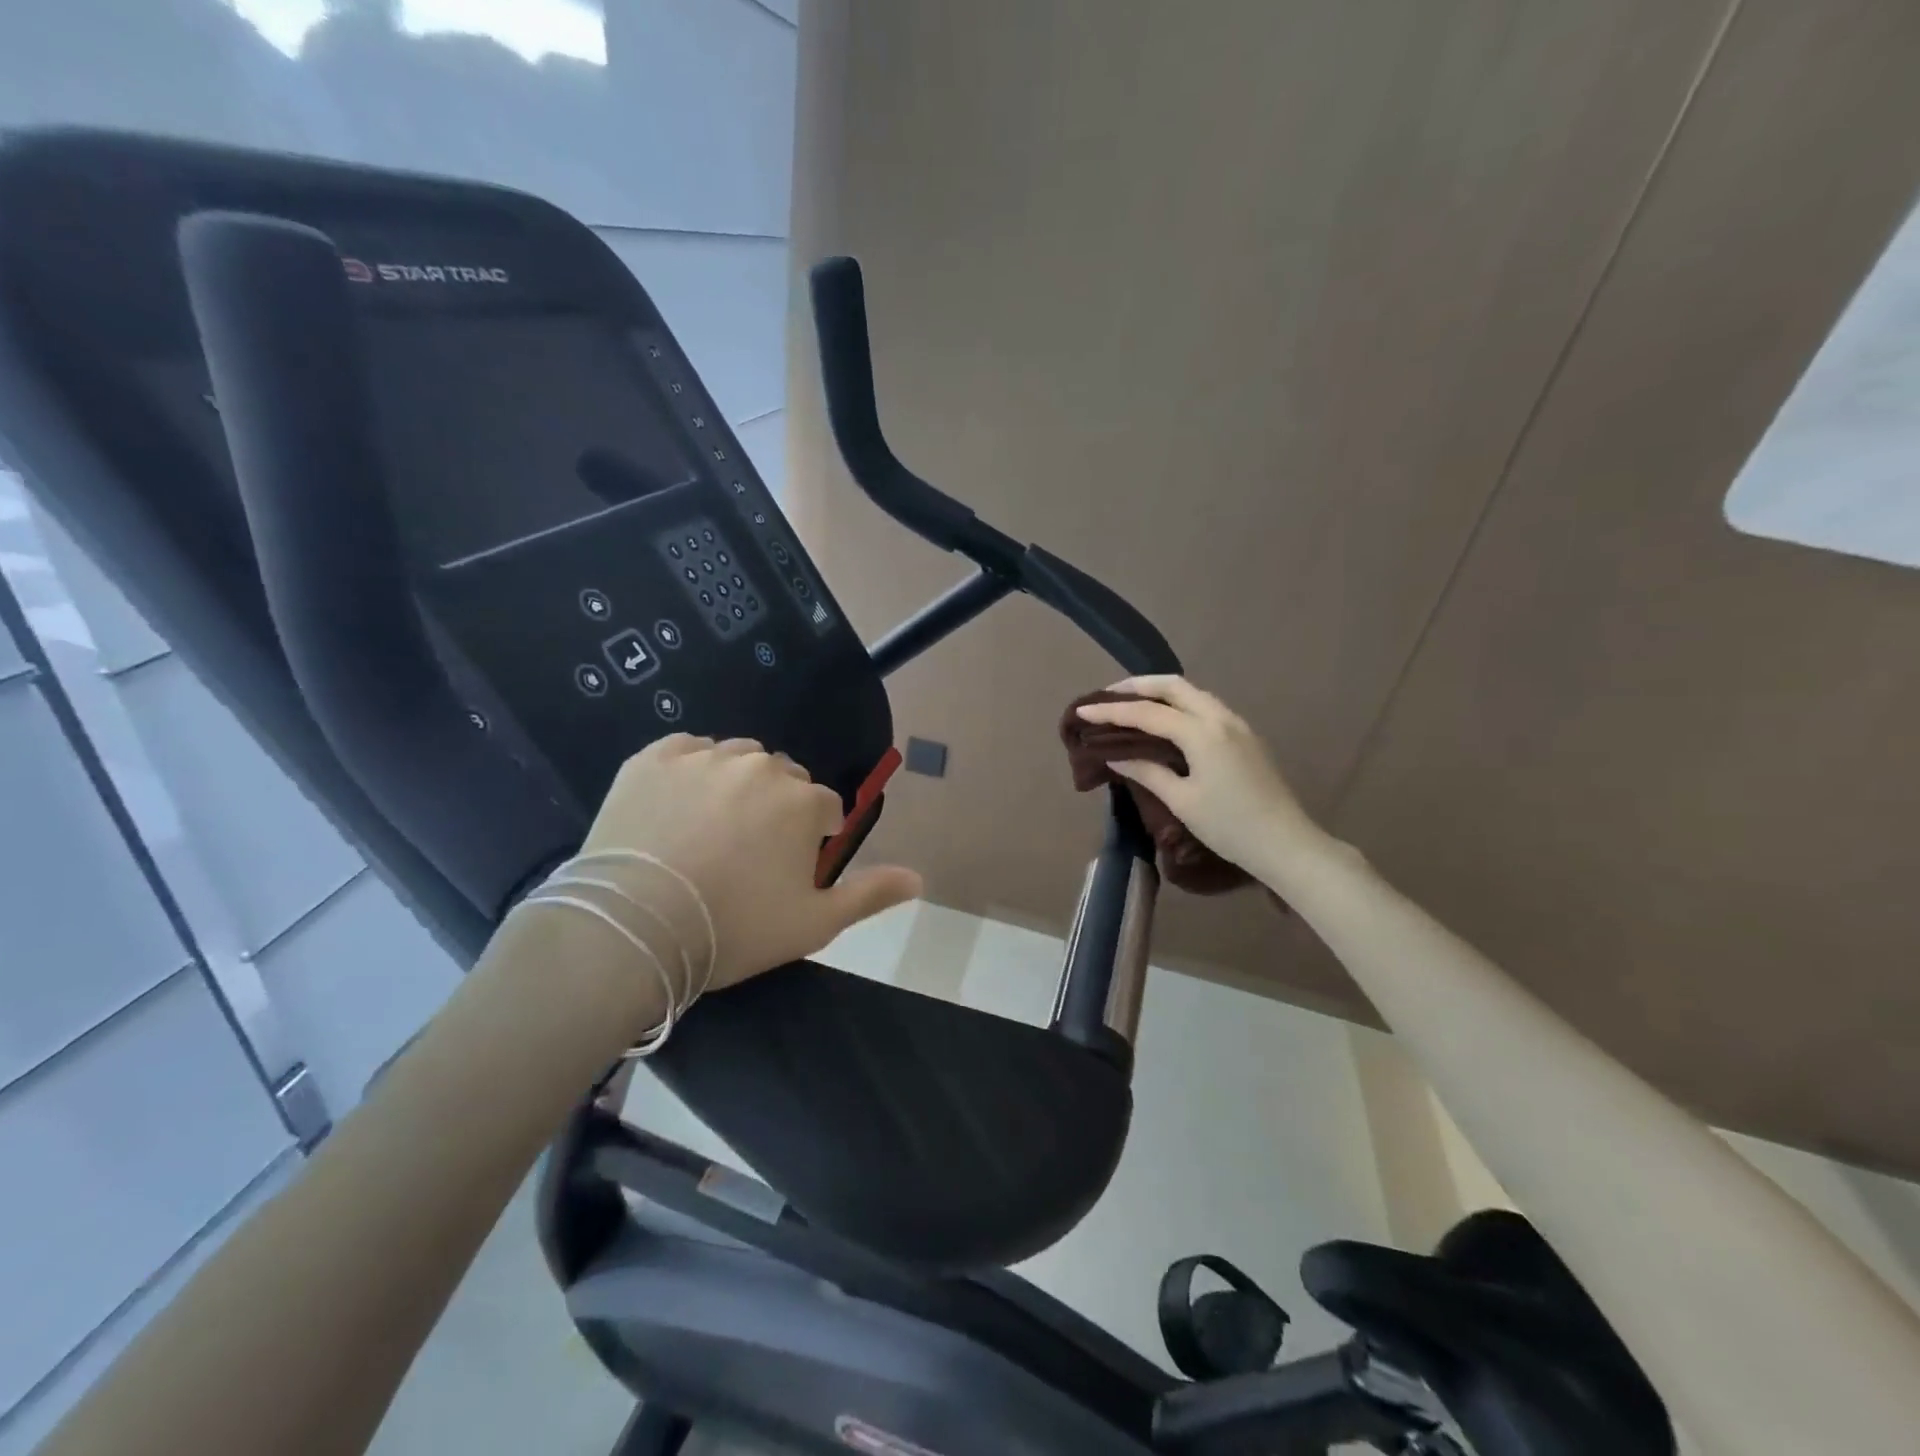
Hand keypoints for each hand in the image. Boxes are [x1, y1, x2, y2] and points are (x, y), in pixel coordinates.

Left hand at [580, 735, 920, 991]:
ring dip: (737, 785)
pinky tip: (677, 807)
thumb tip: (919, 877)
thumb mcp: (814, 923)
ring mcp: (703, 757)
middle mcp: (759, 767)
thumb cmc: (734, 928)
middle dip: (777, 807)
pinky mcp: (653, 758)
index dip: (812, 838)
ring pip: (736, 760)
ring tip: (712, 828)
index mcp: (802, 801)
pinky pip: (687, 751)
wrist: (633, 928)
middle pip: (782, 778)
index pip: (824, 807)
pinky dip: (691, 771)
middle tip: (748, 852)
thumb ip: (870, 894)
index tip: (788, 869)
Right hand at [1075, 677, 1325, 880]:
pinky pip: (1205, 707)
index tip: (1083, 712)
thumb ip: (1147, 772)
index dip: (1111, 711)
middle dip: (1137, 686)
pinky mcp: (1245, 736)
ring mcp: (1237, 724)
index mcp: (1202, 732)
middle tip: (1107, 695)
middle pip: (1173, 685)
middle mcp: (1220, 717)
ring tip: (1131, 704)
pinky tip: (1165, 720)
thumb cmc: (1230, 827)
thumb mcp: (1182, 801)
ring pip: (1192, 693)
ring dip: (1159, 692)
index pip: (1147, 712)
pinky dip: (1178, 704)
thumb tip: (1117, 757)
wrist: (1286, 844)